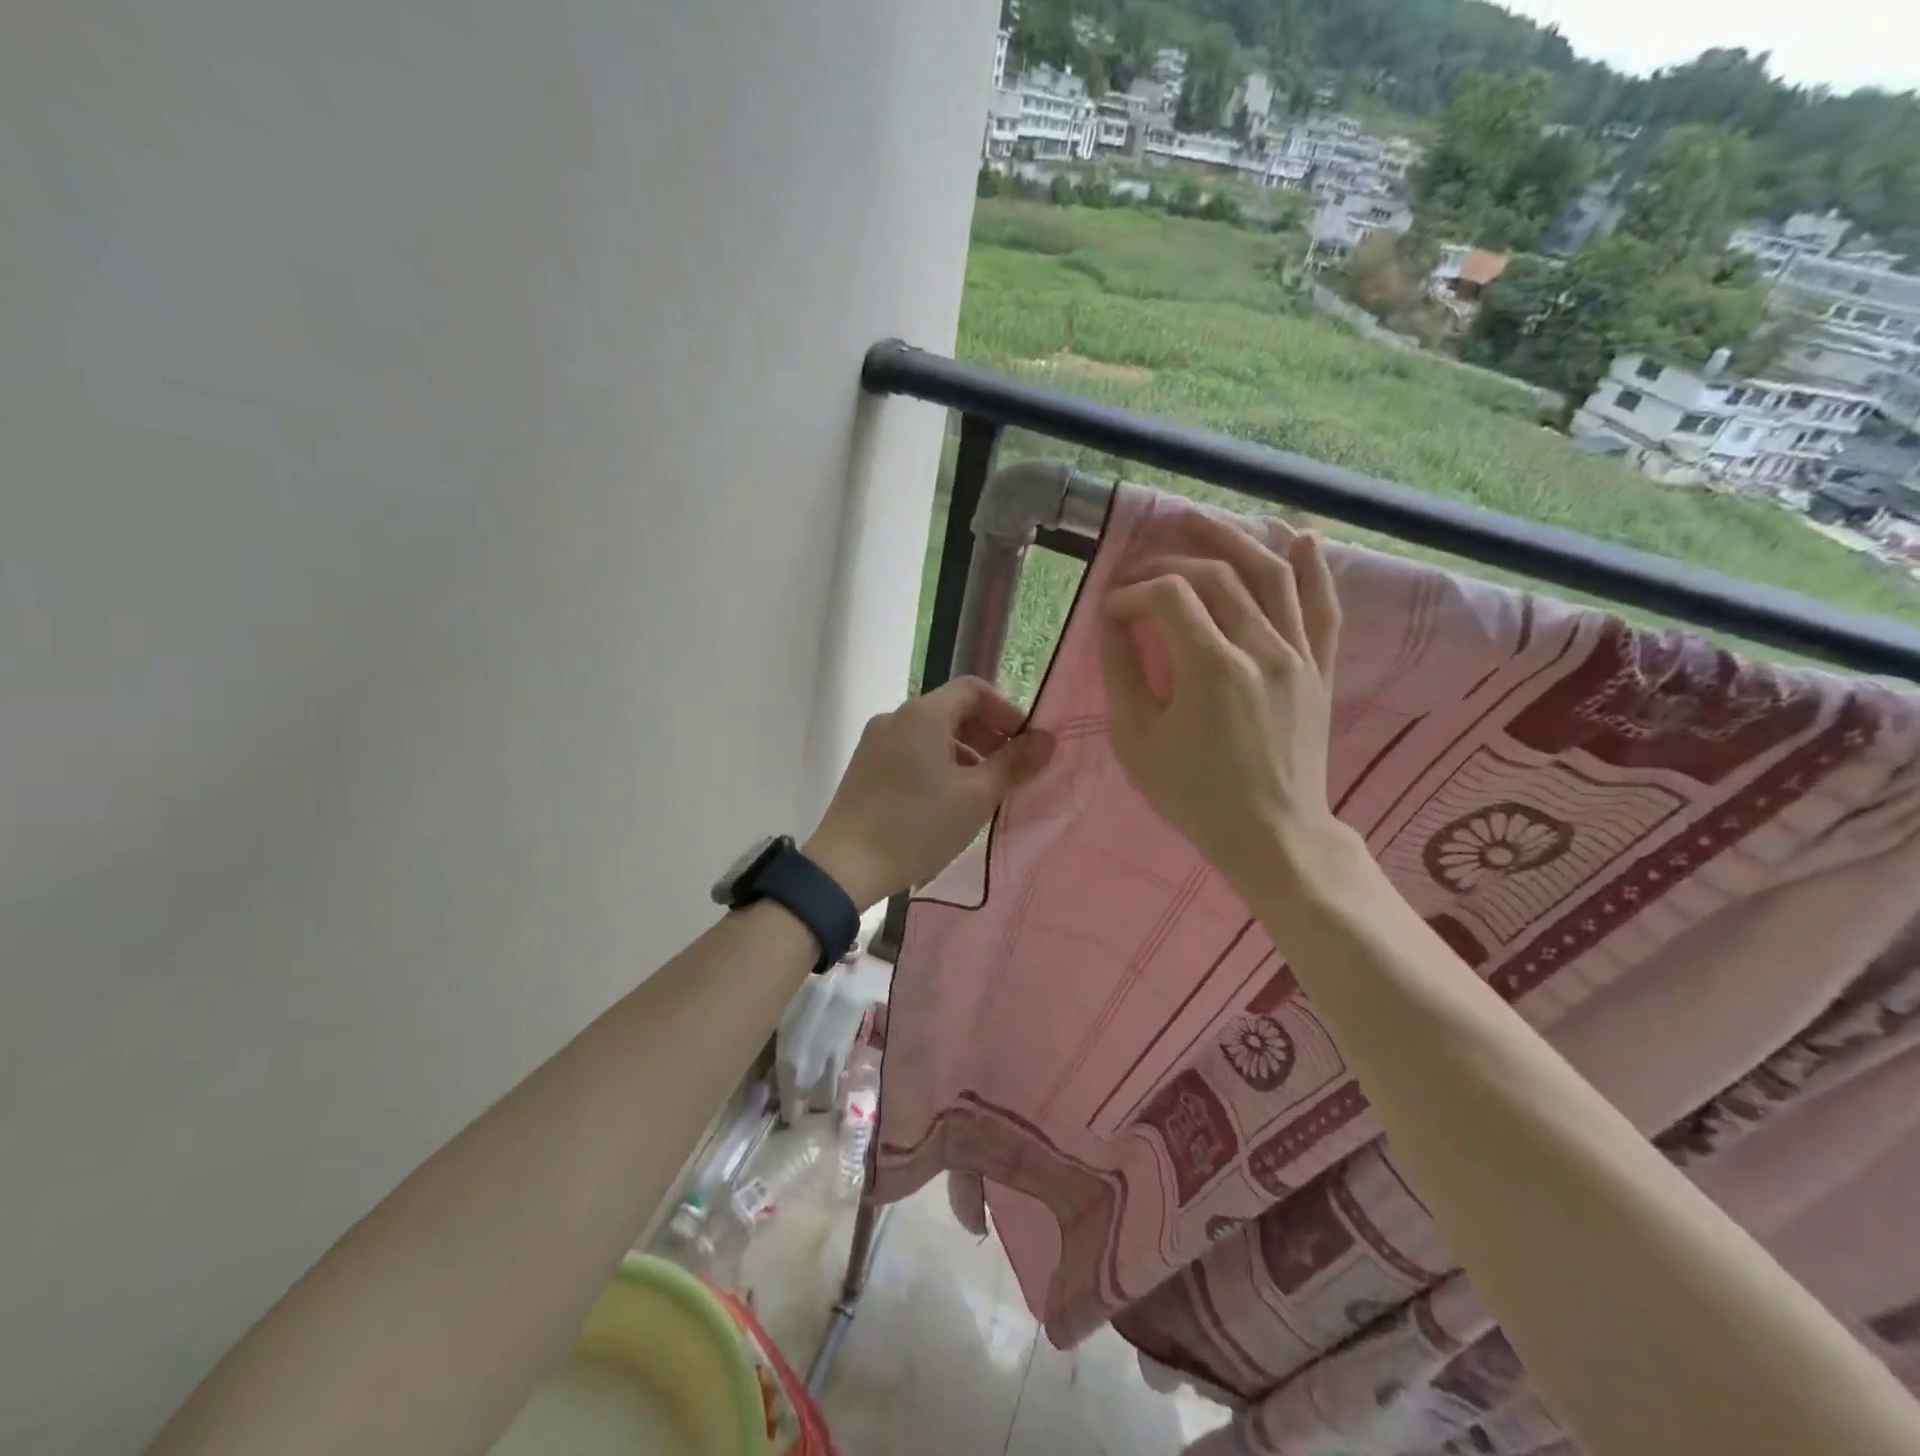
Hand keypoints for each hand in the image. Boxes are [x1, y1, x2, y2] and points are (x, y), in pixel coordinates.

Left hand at [805, 678, 1055, 911]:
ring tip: (982, 792)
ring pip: (931, 735)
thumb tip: (1047, 738)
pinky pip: (911, 753)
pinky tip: (947, 802)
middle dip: (987, 735)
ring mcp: (875, 742)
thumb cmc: (917, 825)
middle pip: (952, 710)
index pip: (974, 689)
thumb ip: (1015, 763)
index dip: (1006, 711)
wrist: (845, 867)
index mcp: (923, 714)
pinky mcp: (864, 768)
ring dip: (964, 753)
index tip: (1025, 745)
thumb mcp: (976, 796)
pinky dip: (938, 765)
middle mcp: (895, 718)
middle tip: (1010, 771)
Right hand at [1099, 512, 1348, 898]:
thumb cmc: (1194, 797)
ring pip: (1272, 576)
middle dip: (1168, 563)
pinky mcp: (1320, 670)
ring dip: (1233, 539)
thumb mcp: (1136, 742)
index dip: (1131, 593)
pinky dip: (1314, 569)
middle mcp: (1261, 649)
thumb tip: (1114, 622)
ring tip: (1199, 520)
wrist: (1272, 836)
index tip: (1110, 613)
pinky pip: (1323, 609)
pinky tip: (1303, 538)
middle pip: (1216, 576)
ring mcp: (1299, 657)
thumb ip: (1121, 673)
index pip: (1167, 597)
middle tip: (1137, 572)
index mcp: (1211, 669)